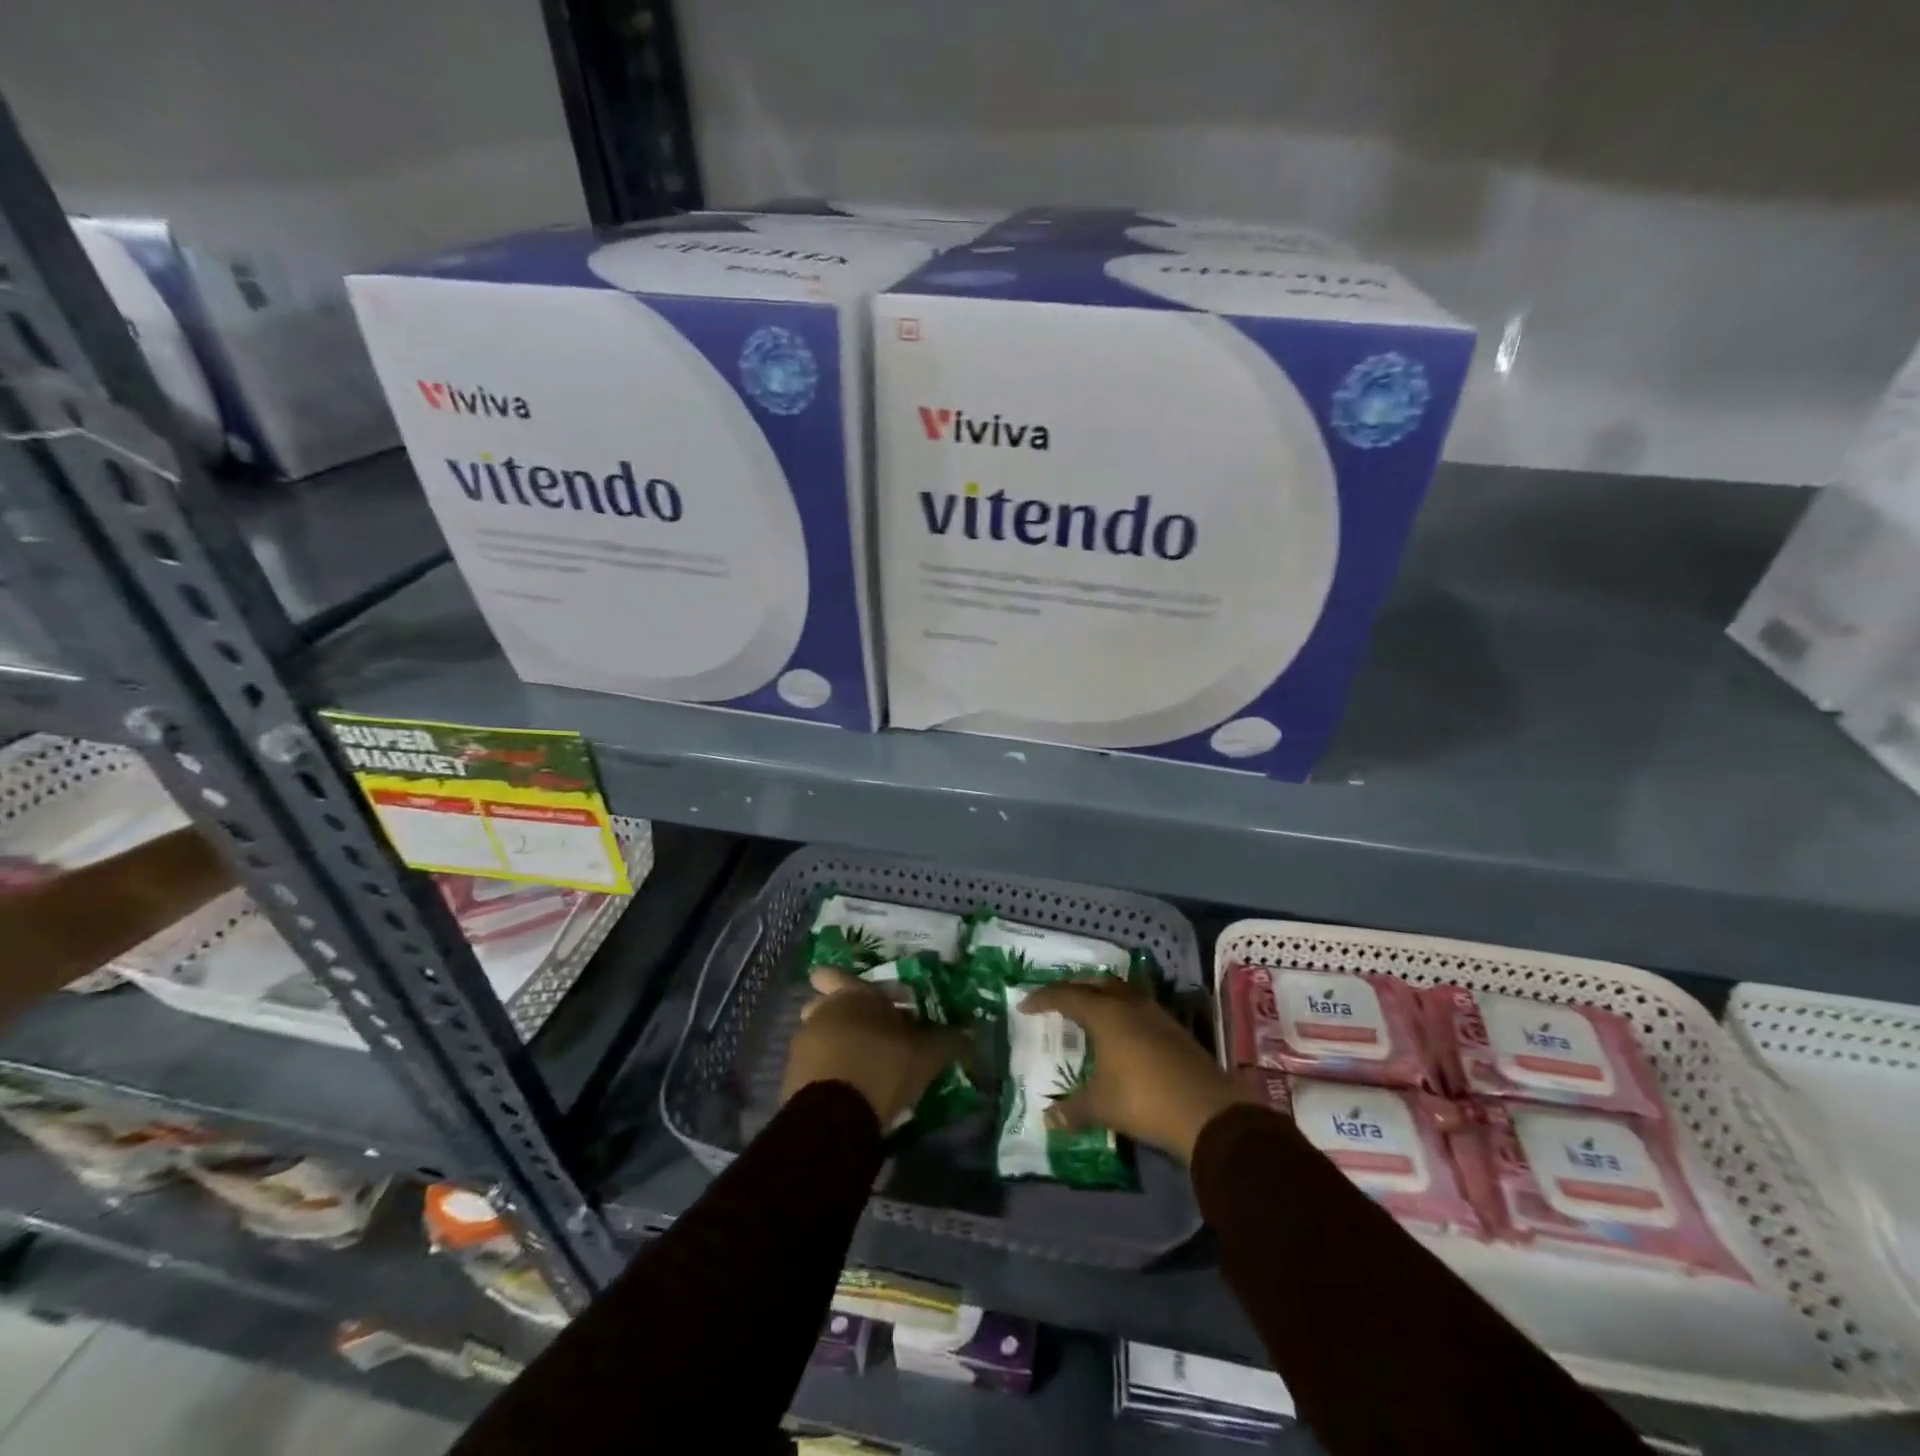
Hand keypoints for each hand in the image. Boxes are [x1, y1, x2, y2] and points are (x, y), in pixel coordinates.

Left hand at [781, 967, 968, 1127]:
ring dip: (834, 1042)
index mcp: (852, 996)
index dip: (850, 983)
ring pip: (817, 1034)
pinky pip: (811, 1064)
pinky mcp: (791, 1077)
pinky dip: (825, 1070)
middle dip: (841, 1012)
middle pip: (824, 1003)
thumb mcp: (926, 1055)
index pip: (836, 974)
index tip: (874, 1000)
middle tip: (867, 1032)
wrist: (834, 1116)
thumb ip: (948, 1040)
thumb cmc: (883, 1067)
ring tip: (860, 1066)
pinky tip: (846, 1089)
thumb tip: (971, 1034)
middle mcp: (822, 1011)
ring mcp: (802, 1044)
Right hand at [1020, 979, 1252, 1163]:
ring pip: (1120, 992)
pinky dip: (1121, 1012)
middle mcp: (1128, 1004)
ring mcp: (1155, 1013)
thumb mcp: (1101, 1106)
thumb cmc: (1143, 1099)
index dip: (1043, 998)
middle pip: (1095, 984)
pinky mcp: (1174, 1028)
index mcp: (1104, 1013)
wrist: (1207, 1110)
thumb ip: (1072, 1109)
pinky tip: (1121, 1033)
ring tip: (1089, 1013)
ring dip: (1101, 997)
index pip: (1066, 995)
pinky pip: (1138, 1007)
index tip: (1026, 1006)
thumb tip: (1048, 1118)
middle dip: (1073, 989)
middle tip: (1057, 1002)